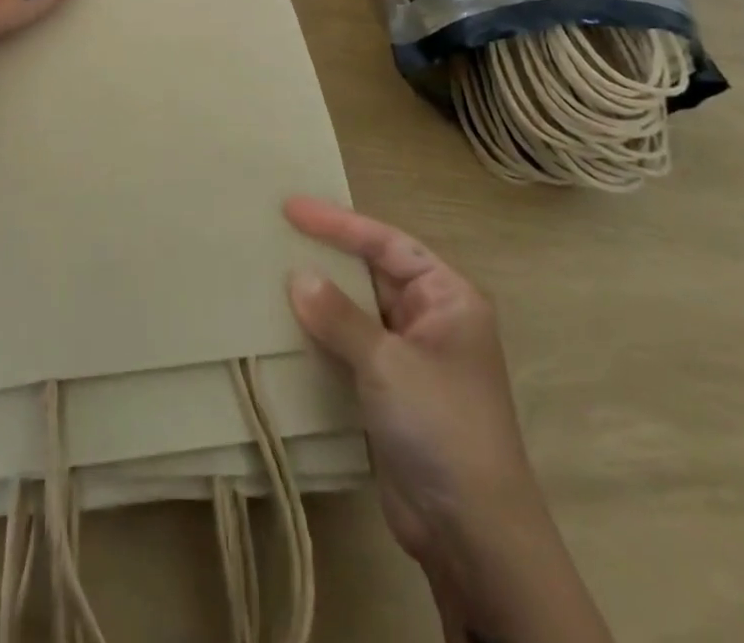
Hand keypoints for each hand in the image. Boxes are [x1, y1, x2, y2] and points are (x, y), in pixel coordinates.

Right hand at [283, 197, 538, 568]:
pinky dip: (320, 333)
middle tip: (276, 232)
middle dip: (327, 254)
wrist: (472, 536)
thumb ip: (339, 316)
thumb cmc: (441, 427)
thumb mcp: (388, 363)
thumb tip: (298, 276)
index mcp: (448, 298)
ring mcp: (410, 356)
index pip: (388, 243)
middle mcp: (431, 319)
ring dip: (320, 295)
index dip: (339, 223)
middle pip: (372, 271)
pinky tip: (284, 323)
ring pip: (357, 309)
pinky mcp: (389, 390)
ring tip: (271, 270)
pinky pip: (349, 345)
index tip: (291, 208)